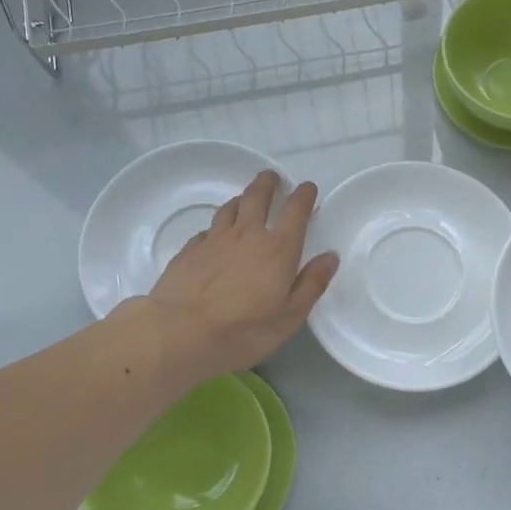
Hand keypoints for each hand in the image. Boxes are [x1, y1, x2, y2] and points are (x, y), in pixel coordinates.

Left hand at [145, 171, 338, 380]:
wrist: (180, 332)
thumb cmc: (244, 329)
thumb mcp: (290, 316)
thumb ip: (312, 284)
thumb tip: (330, 256)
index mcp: (278, 249)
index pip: (295, 211)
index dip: (303, 195)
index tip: (307, 187)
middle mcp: (247, 235)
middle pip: (257, 197)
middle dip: (267, 183)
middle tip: (271, 177)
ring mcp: (214, 240)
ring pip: (229, 208)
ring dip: (240, 200)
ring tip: (244, 200)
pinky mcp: (189, 250)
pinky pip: (207, 229)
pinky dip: (217, 226)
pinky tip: (215, 235)